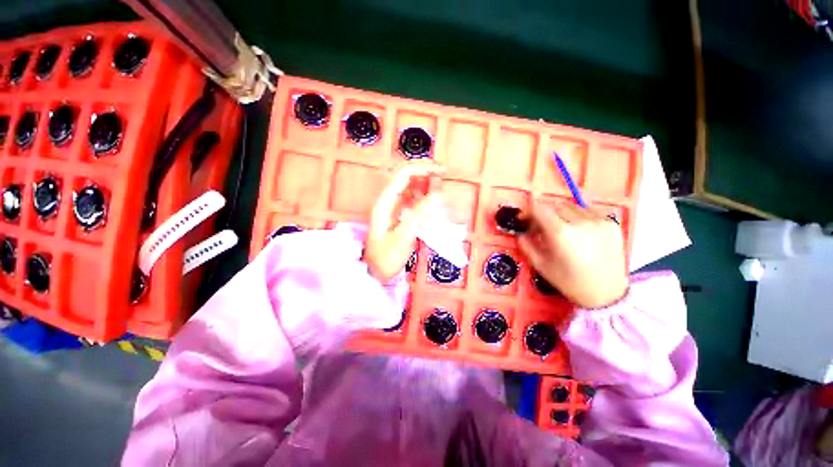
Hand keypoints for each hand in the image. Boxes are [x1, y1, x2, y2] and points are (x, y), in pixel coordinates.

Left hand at [363, 161, 444, 282]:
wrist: (375, 273)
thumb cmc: (386, 257)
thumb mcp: (403, 237)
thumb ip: (419, 215)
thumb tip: (437, 194)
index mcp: (386, 202)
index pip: (404, 174)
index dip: (423, 168)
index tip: (441, 171)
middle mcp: (388, 201)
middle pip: (407, 178)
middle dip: (425, 173)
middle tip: (444, 176)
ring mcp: (393, 208)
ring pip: (411, 189)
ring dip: (426, 185)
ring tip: (441, 189)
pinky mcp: (398, 216)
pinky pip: (412, 201)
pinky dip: (424, 199)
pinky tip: (433, 204)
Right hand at [518, 202, 627, 308]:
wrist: (609, 294)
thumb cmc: (571, 282)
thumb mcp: (542, 266)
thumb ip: (527, 246)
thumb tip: (520, 232)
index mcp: (561, 233)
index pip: (539, 208)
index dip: (528, 211)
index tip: (524, 219)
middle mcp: (580, 221)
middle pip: (554, 206)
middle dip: (543, 214)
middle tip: (541, 228)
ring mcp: (599, 220)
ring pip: (571, 206)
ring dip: (560, 214)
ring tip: (561, 229)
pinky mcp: (611, 223)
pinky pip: (588, 211)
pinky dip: (577, 217)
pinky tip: (579, 231)